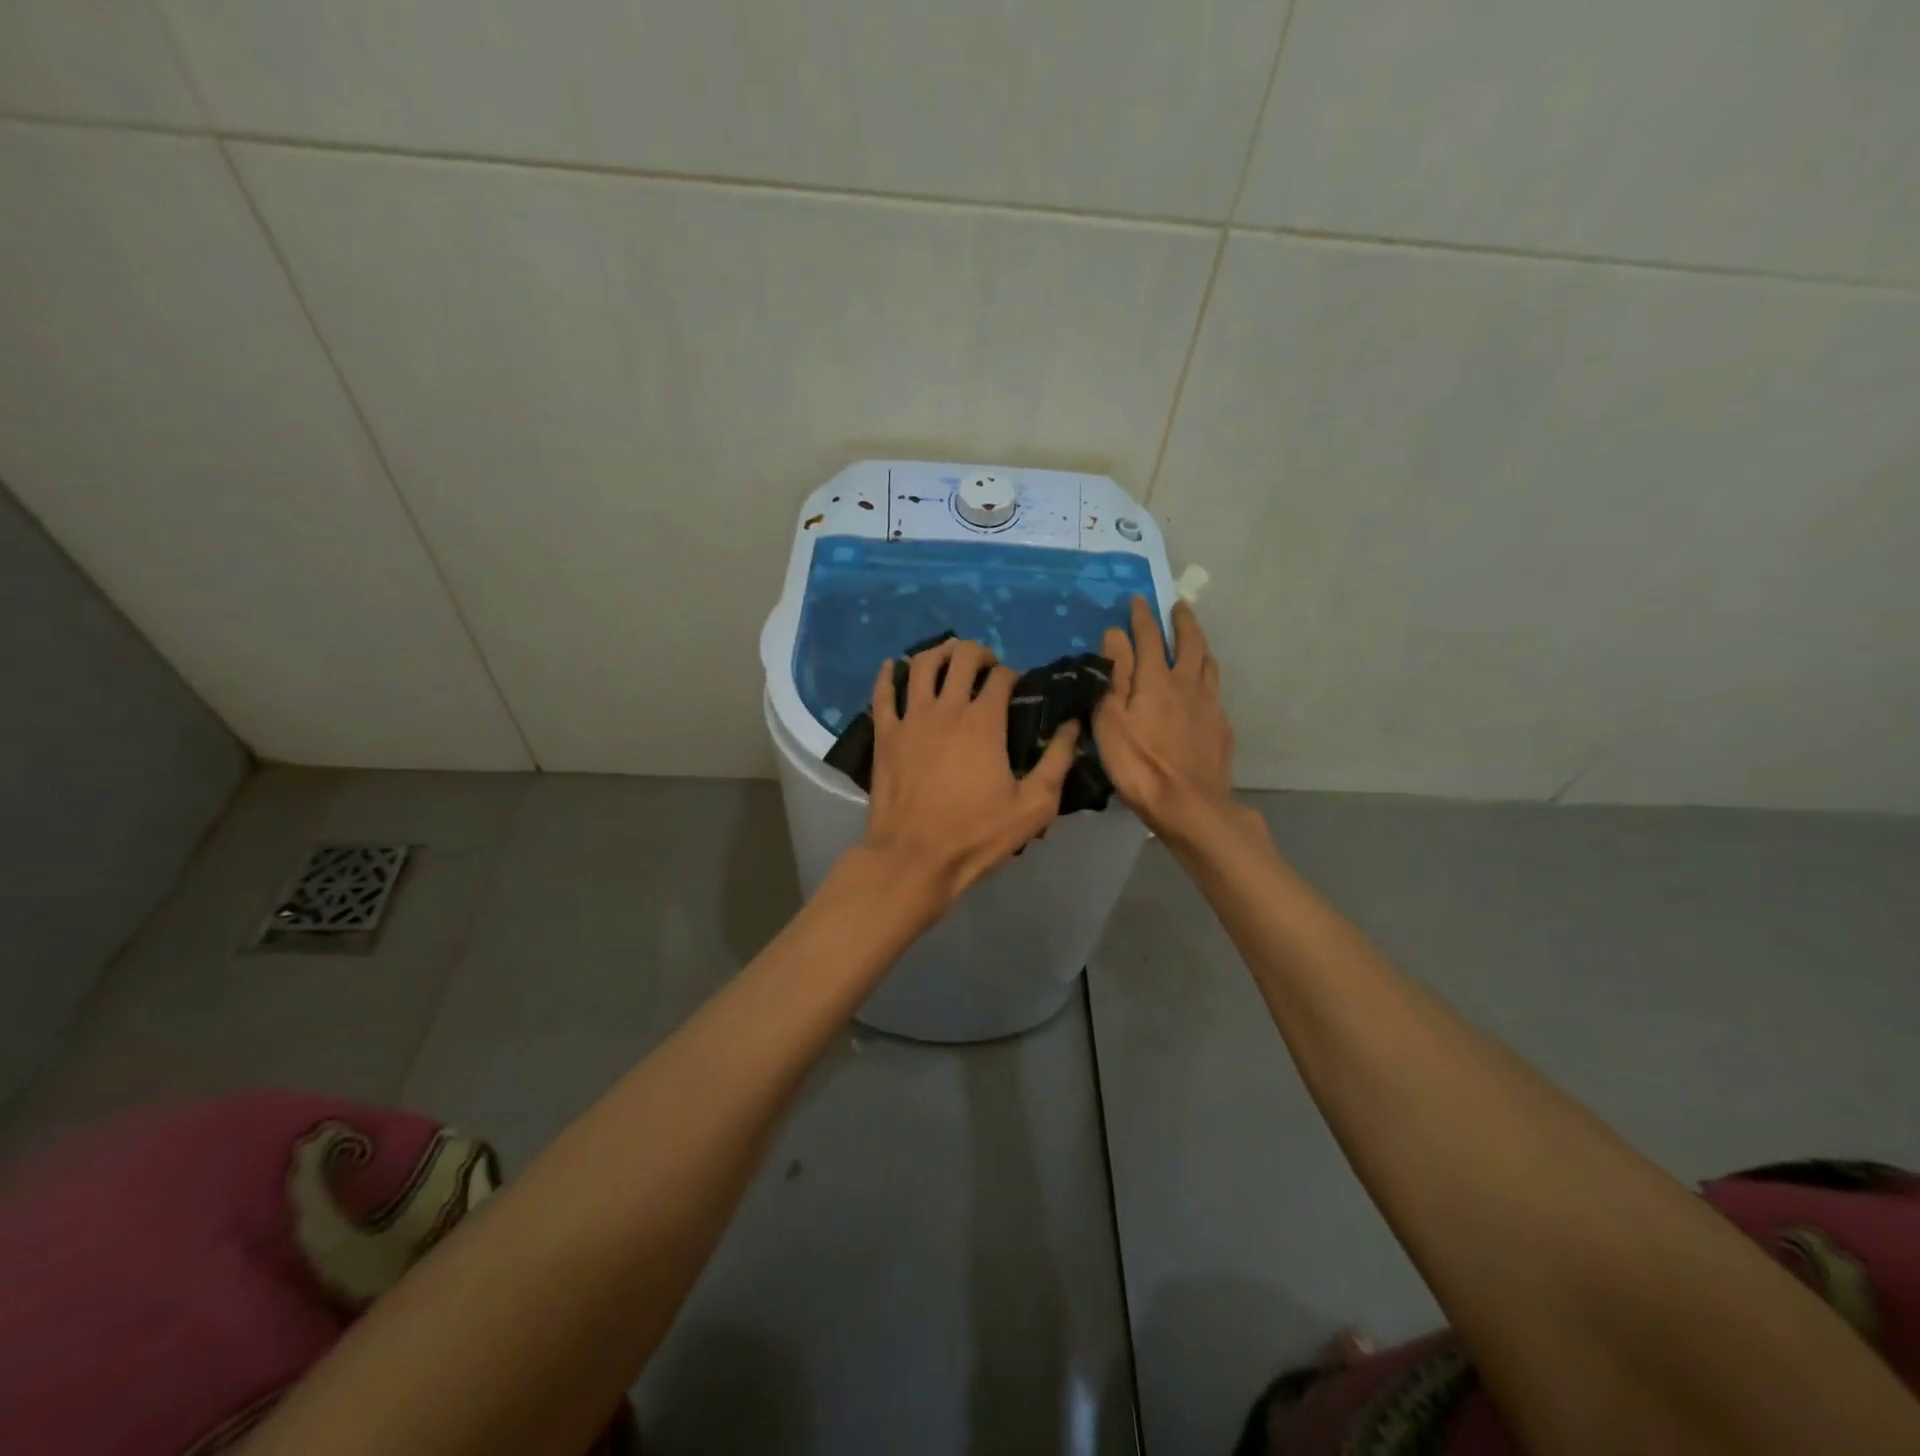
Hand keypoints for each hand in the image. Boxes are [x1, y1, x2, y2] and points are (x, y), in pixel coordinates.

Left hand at [862, 638, 1081, 909]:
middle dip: (979, 654)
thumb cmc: (975, 834)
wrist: (913, 858)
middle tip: (987, 667)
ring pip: (921, 665)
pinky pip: (883, 693)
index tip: (1018, 687)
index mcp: (984, 721)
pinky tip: (895, 666)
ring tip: (949, 656)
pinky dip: (889, 674)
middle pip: (961, 658)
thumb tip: (1072, 724)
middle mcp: (946, 708)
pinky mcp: (884, 735)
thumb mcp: (1033, 806)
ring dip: (939, 652)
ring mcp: (910, 718)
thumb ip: (1056, 761)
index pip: (1002, 677)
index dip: (1013, 675)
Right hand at [1095, 596, 1236, 843]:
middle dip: (1183, 621)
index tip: (1139, 599)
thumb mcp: (1111, 721)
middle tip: (1179, 605)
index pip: (1149, 637)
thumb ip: (1115, 676)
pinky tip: (1202, 691)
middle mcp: (1188, 685)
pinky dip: (1207, 680)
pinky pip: (1215, 693)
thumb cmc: (1139, 765)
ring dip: (1200, 646)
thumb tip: (1115, 635)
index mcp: (1157, 680)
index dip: (1142, 617)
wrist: (1190, 806)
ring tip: (1195, 640)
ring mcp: (1210, 706)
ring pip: (1209, 665)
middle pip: (1190, 643)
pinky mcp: (1222, 729)